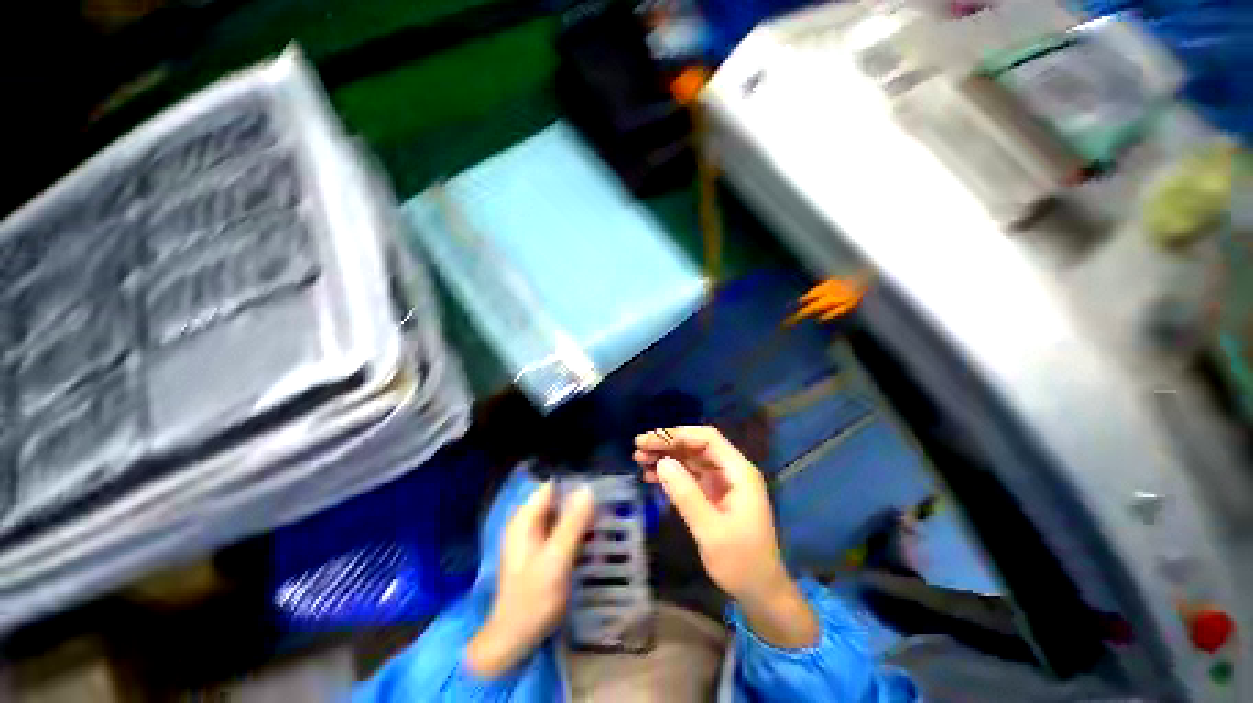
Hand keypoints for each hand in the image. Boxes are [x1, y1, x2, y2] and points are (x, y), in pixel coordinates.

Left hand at [467, 482, 593, 677]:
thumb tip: (587, 489)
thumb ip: (571, 524)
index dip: (575, 485)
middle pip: (557, 500)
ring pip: (561, 516)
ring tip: (604, 524)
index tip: (600, 490)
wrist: (513, 639)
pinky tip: (592, 542)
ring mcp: (532, 538)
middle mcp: (526, 523)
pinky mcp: (539, 552)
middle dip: (581, 503)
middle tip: (607, 510)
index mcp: (525, 519)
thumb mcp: (556, 559)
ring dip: (581, 518)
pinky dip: (575, 533)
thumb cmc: (533, 598)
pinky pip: (560, 532)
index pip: (552, 486)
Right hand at [635, 426, 817, 647]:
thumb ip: (687, 495)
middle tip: (639, 448)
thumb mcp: (711, 531)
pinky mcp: (713, 493)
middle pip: (697, 445)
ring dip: (666, 456)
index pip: (707, 439)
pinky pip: (689, 474)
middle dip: (667, 444)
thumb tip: (662, 463)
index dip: (678, 435)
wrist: (760, 593)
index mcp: (739, 472)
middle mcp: (731, 471)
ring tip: (639, 459)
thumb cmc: (741, 563)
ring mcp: (722, 481)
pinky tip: (651, 476)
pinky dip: (670, 472)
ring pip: (690, 458)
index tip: (651, 441)